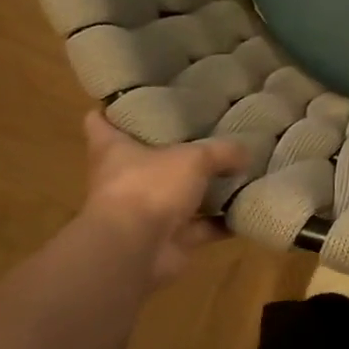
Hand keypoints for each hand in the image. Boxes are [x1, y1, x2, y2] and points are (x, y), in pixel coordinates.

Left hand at [77, 110, 249, 283]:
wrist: (136, 252)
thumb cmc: (150, 187)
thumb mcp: (194, 157)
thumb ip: (222, 151)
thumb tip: (245, 153)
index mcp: (114, 149)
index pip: (100, 121)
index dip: (114, 108)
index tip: (135, 96)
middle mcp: (126, 179)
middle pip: (145, 158)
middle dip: (172, 149)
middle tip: (205, 128)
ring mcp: (146, 211)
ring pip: (177, 195)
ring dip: (204, 189)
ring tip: (237, 169)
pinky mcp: (168, 239)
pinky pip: (201, 227)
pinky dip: (222, 221)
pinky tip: (248, 208)